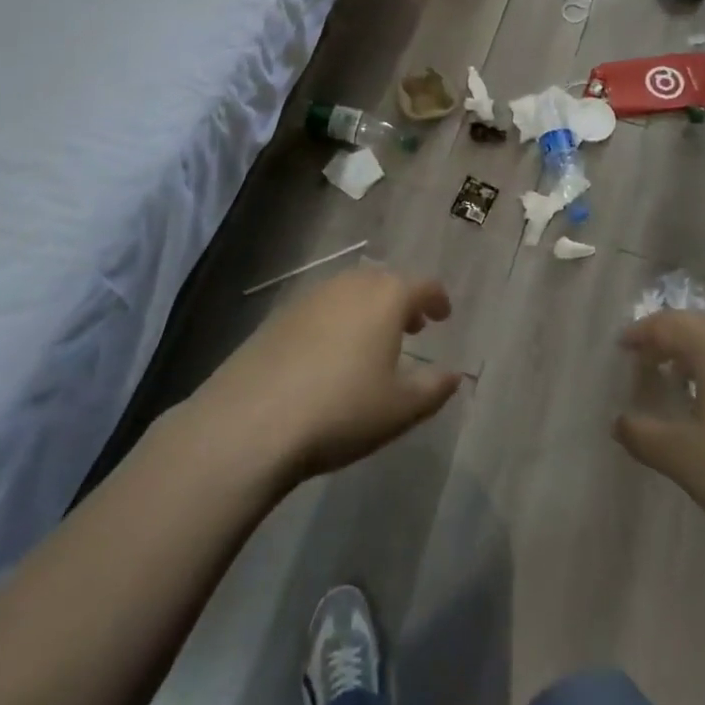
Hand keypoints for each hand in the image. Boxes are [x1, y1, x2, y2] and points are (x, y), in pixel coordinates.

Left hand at [202, 265, 461, 480]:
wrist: (249, 423)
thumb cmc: (341, 410)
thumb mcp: (400, 409)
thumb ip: (434, 387)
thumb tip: (454, 374)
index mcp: (386, 296)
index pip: (422, 285)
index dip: (437, 299)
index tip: (443, 315)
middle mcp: (350, 285)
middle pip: (384, 282)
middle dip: (402, 300)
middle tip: (412, 327)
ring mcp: (310, 297)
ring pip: (350, 292)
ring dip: (368, 309)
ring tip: (372, 342)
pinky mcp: (277, 317)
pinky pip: (320, 308)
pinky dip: (336, 321)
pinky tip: (330, 355)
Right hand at [614, 310, 704, 577]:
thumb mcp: (683, 458)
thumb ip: (642, 434)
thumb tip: (620, 422)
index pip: (667, 324)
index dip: (641, 335)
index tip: (623, 348)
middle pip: (701, 327)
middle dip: (671, 342)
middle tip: (649, 366)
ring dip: (702, 357)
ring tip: (684, 387)